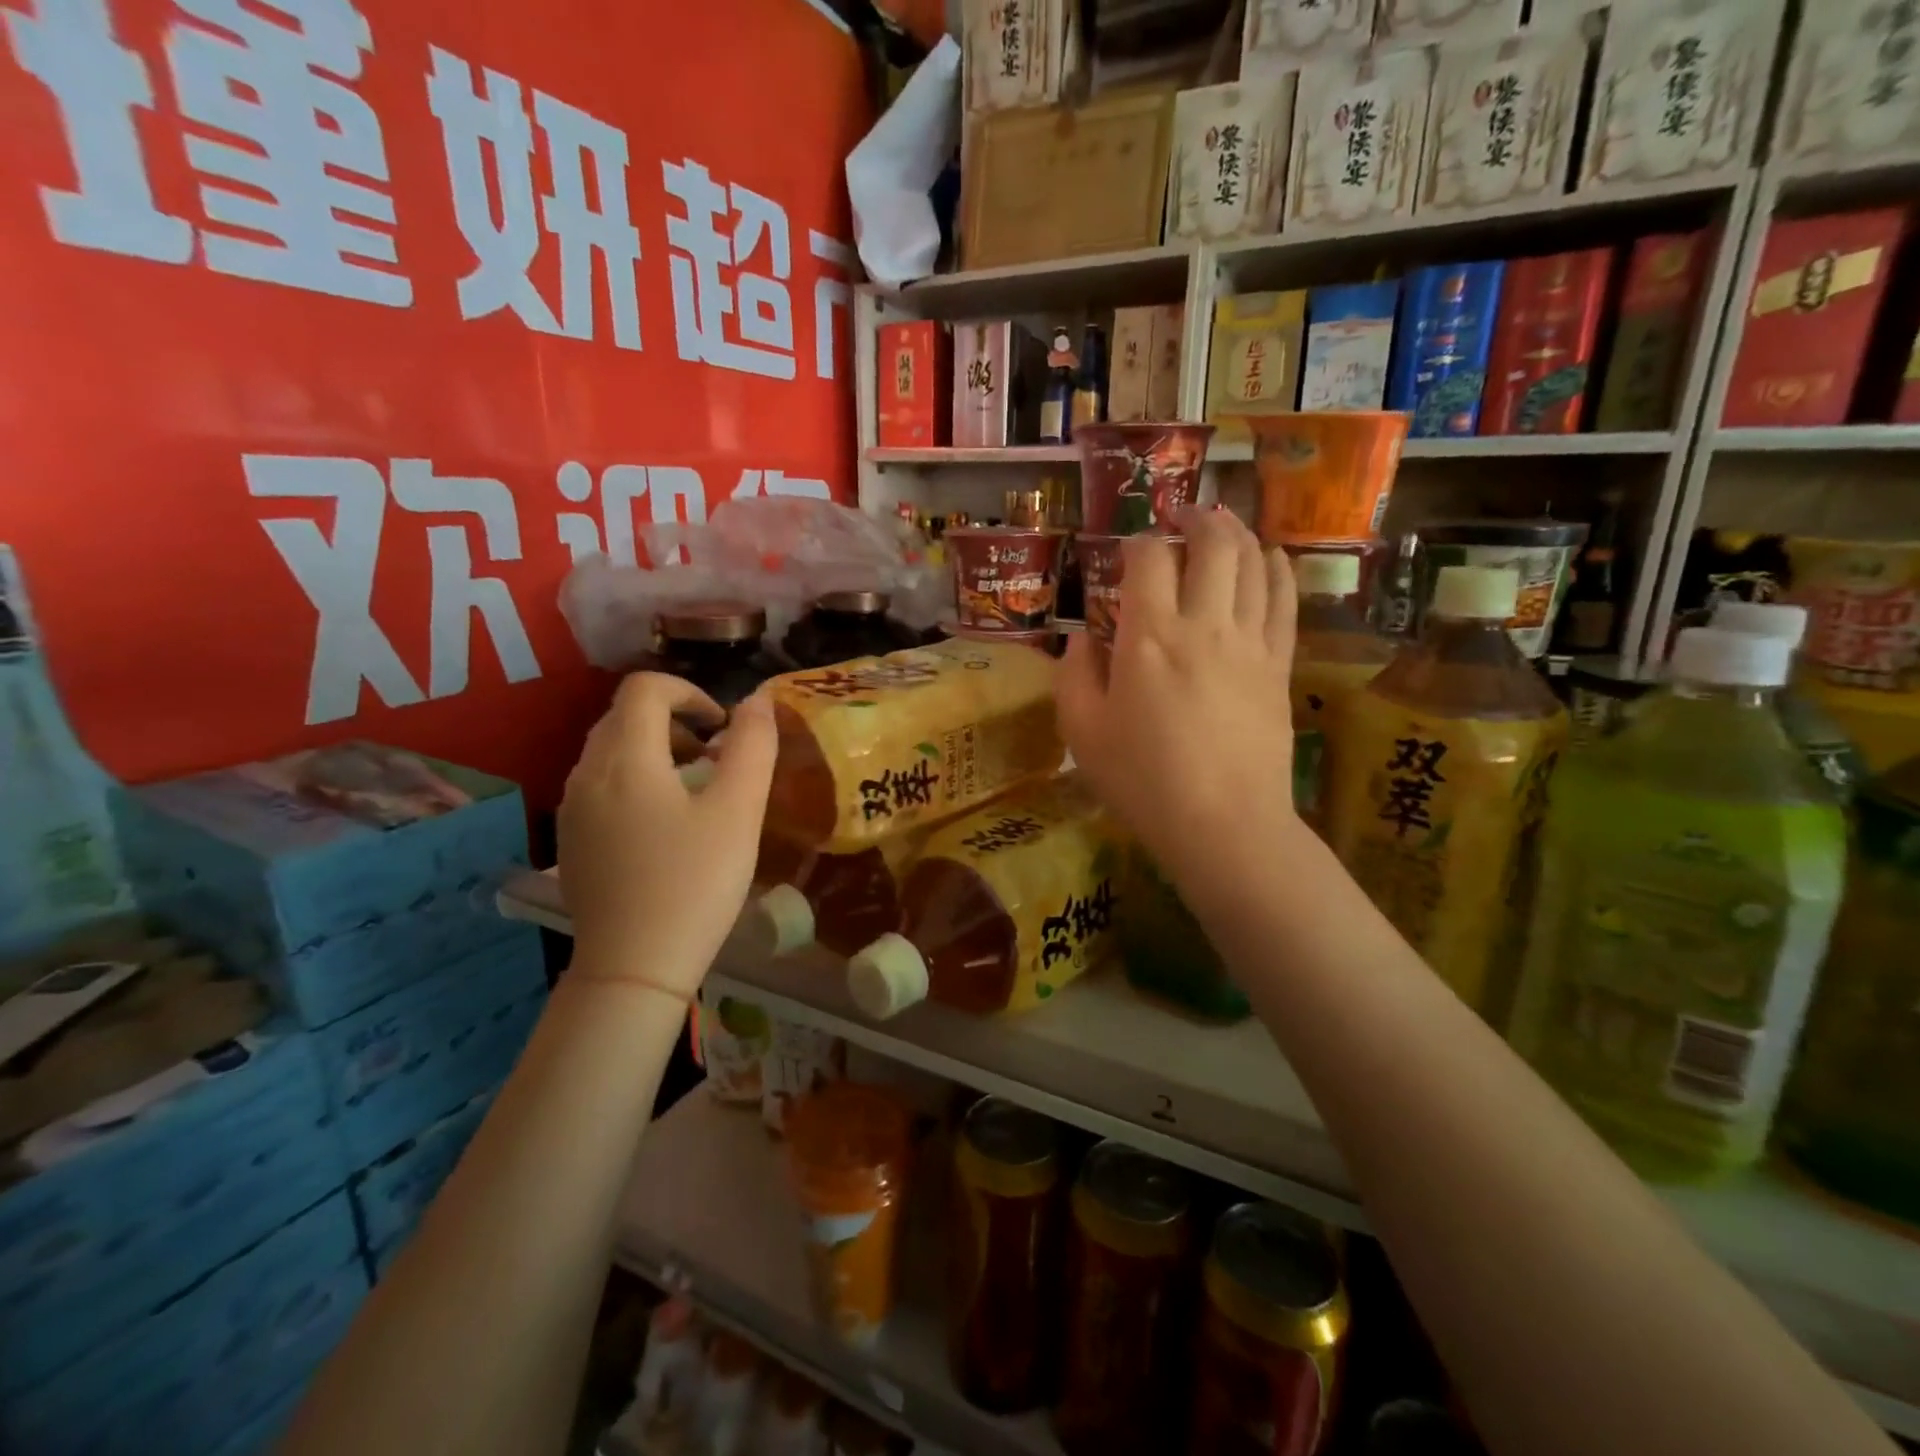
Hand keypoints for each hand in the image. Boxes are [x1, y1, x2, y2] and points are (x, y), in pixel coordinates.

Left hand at [558, 674, 776, 996]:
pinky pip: (600, 787)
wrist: (633, 968)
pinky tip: (664, 827)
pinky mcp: (571, 842)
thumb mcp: (738, 811)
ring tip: (695, 791)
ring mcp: (571, 810)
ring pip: (610, 752)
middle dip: (675, 722)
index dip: (689, 692)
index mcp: (625, 759)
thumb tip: (758, 701)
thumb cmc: (694, 883)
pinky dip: (635, 782)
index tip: (723, 728)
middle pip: (624, 716)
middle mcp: (586, 774)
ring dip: (655, 751)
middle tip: (715, 759)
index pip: (645, 688)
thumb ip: (753, 747)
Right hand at [1057, 509, 1299, 878]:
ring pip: (1253, 564)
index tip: (1129, 547)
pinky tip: (1271, 556)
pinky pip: (1284, 601)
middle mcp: (1203, 624)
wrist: (1223, 823)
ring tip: (1223, 522)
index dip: (1138, 542)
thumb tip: (1081, 639)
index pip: (1148, 560)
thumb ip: (1074, 676)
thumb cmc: (1142, 780)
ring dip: (1238, 533)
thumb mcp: (1082, 732)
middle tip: (1182, 512)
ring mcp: (1249, 642)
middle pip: (1212, 545)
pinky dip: (1278, 569)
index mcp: (1148, 637)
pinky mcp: (1279, 666)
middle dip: (1197, 517)